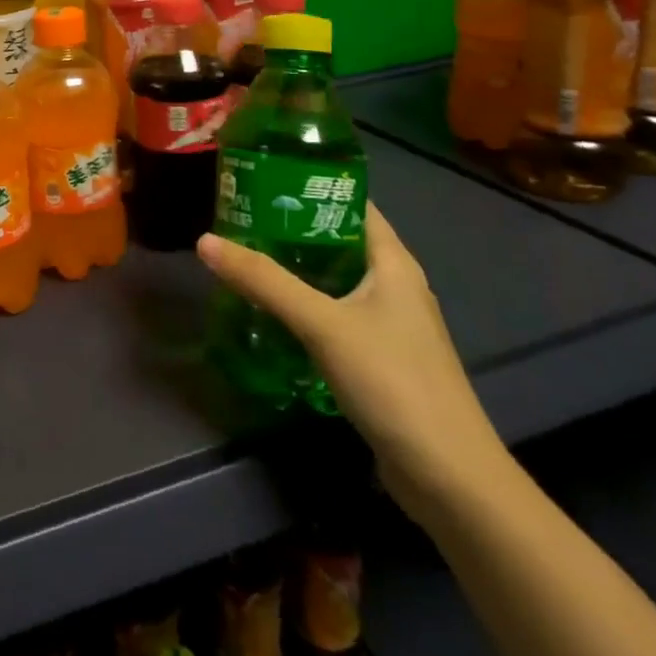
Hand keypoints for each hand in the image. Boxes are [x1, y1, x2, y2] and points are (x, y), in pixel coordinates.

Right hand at [196, 203, 507, 526]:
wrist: (450, 480)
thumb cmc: (394, 382)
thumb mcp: (323, 324)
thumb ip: (265, 282)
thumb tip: (205, 241)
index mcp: (393, 262)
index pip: (351, 202)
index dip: (310, 185)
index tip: (261, 176)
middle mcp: (394, 284)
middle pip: (337, 239)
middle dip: (291, 227)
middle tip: (239, 216)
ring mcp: (389, 323)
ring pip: (334, 278)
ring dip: (295, 267)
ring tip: (245, 255)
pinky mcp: (379, 358)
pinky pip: (334, 313)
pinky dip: (304, 304)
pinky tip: (269, 310)